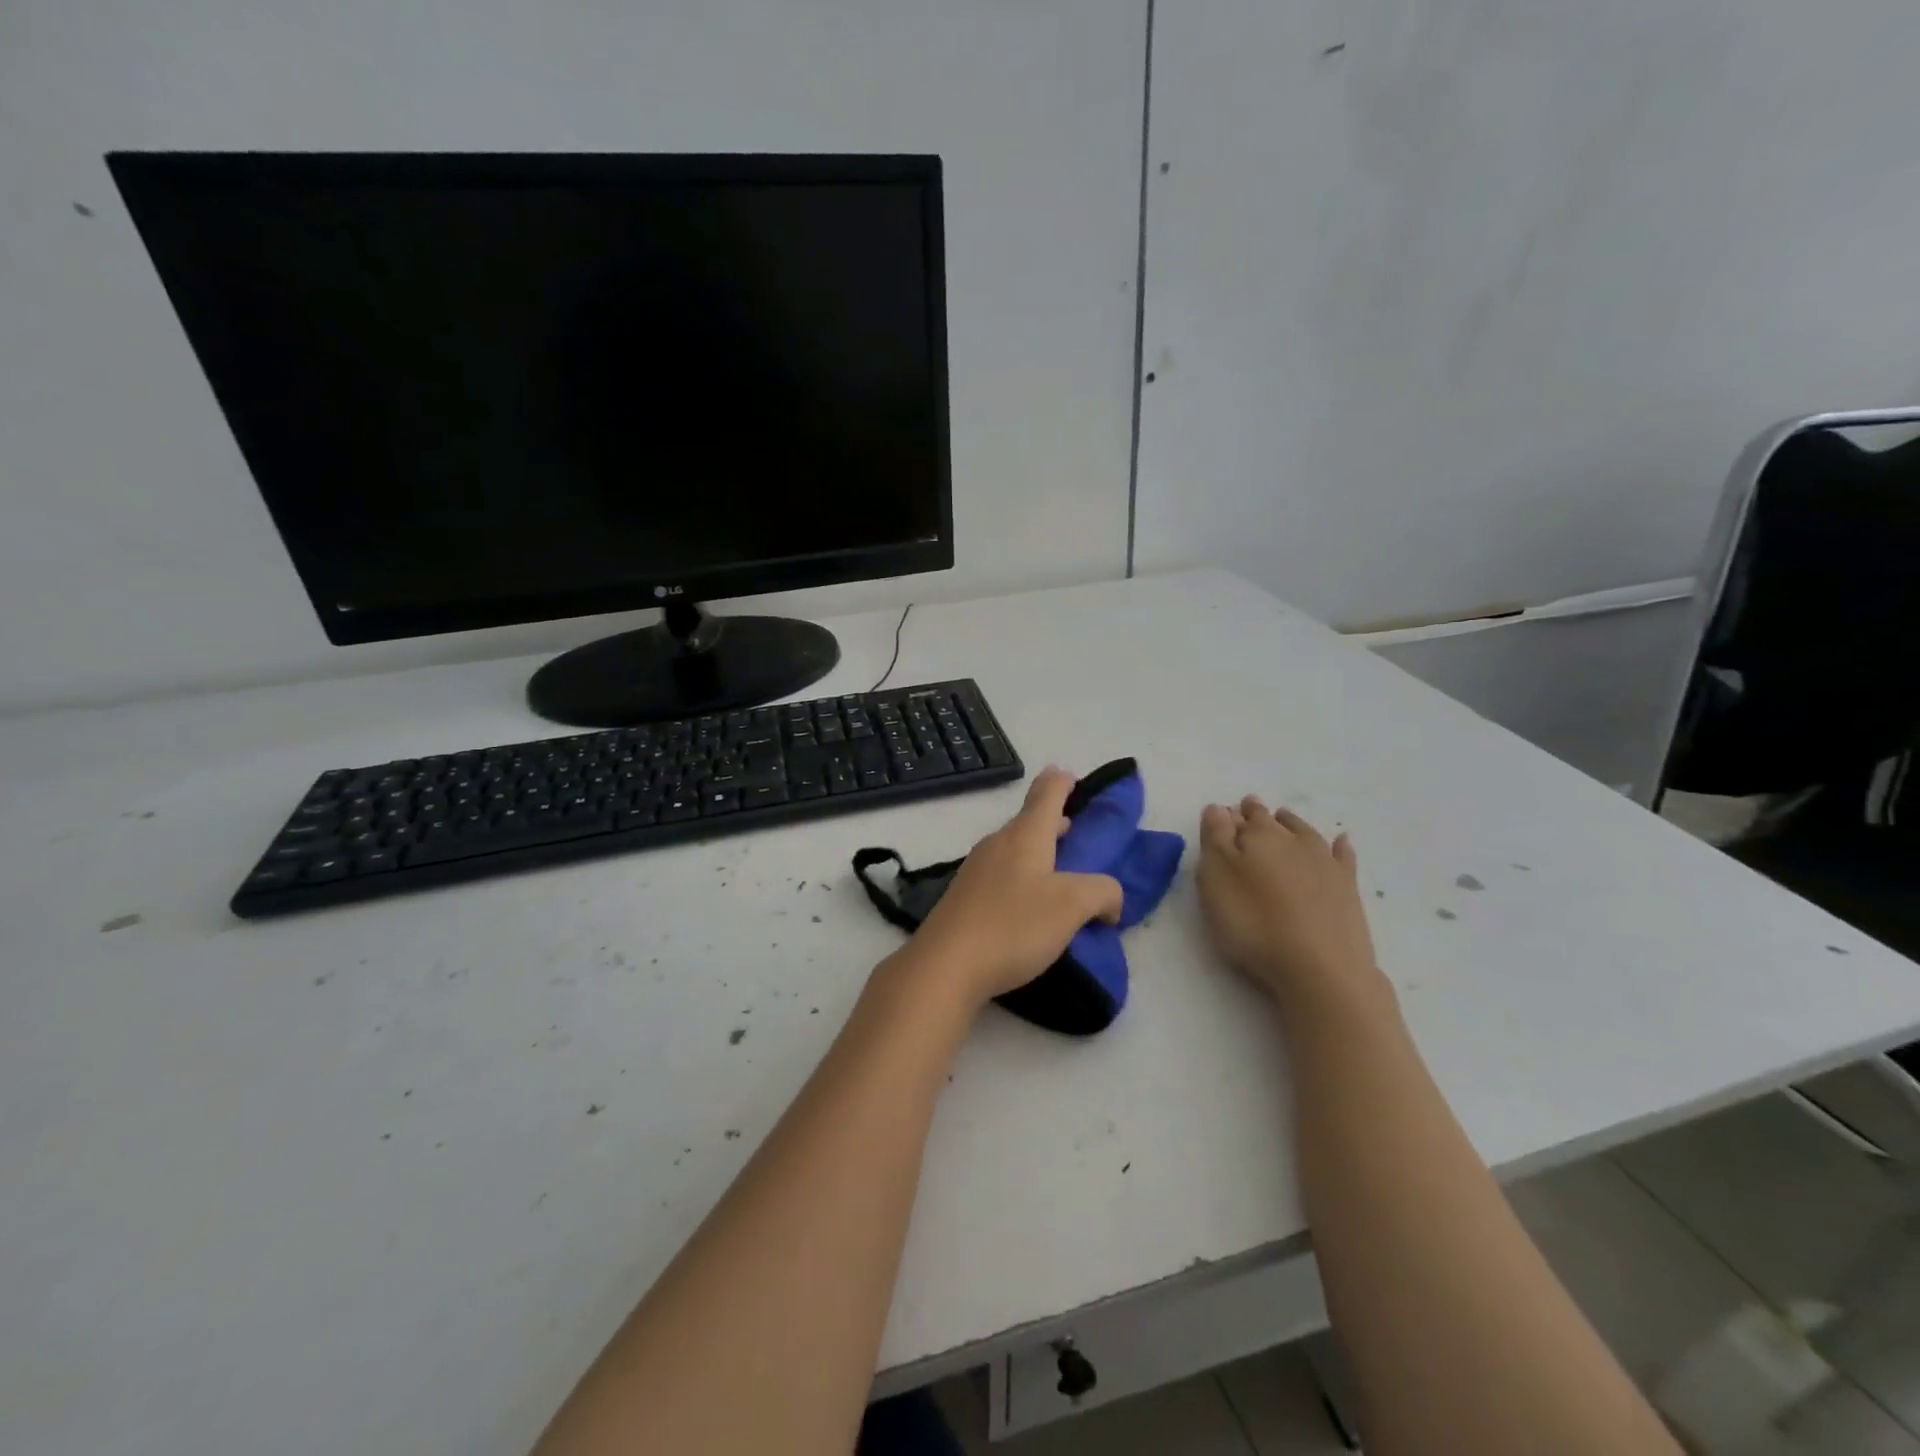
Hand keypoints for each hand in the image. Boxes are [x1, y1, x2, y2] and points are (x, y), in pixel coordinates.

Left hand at [903, 767, 1124, 1006]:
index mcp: (1025, 835)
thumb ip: (1102, 892)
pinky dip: (1024, 877)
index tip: (1070, 774)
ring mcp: (977, 870)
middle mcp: (998, 844)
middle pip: (1029, 821)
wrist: (945, 966)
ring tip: (1061, 868)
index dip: (1062, 782)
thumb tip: (1110, 900)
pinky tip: (1032, 903)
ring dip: (1039, 851)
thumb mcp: (1072, 906)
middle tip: (1076, 827)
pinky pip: (1003, 874)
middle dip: (1054, 820)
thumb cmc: (1013, 926)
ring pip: (1015, 848)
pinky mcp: (965, 898)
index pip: (1047, 793)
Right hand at [1197, 796, 1386, 1017]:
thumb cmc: (1253, 921)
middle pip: (1272, 821)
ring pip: (1304, 832)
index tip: (1223, 814)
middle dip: (1258, 815)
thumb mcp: (1216, 879)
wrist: (1320, 966)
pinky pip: (1342, 856)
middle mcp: (1293, 840)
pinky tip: (1340, 842)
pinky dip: (1339, 846)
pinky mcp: (1348, 888)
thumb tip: (1218, 808)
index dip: (1229, 816)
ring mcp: (1325, 862)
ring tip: (1283, 818)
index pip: (1239, 817)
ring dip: (1291, 824)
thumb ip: (1215, 839)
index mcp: (1257, 835)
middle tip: (1249, 809)